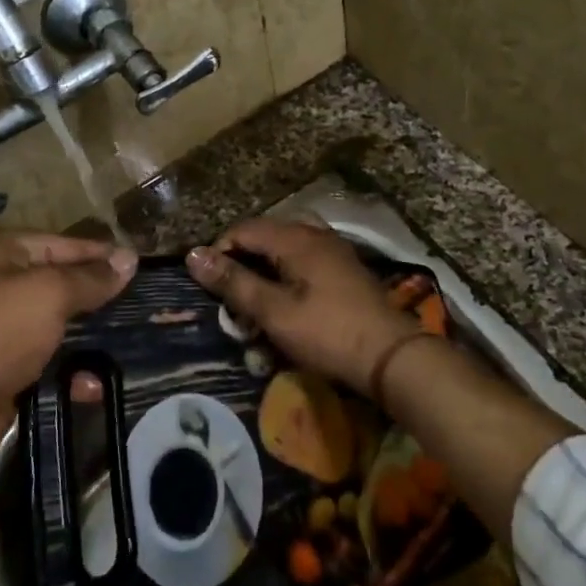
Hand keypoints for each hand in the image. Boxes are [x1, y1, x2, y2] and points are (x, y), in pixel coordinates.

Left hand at [0, 232, 136, 462]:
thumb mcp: (51, 293)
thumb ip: (92, 277)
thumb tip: (130, 258)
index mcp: (10, 253)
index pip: (69, 244)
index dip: (105, 255)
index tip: (145, 268)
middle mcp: (7, 284)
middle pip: (67, 285)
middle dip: (102, 299)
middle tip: (147, 309)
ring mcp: (8, 329)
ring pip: (64, 326)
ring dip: (93, 340)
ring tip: (133, 348)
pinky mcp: (12, 368)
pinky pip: (53, 363)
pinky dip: (74, 374)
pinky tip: (94, 386)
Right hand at [186, 219, 417, 399]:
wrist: (392, 356)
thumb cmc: (328, 333)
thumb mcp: (273, 312)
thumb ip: (234, 282)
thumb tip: (193, 255)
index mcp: (295, 238)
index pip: (243, 229)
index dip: (219, 251)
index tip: (209, 286)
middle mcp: (315, 234)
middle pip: (265, 236)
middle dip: (242, 262)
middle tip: (231, 297)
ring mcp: (334, 251)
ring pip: (285, 249)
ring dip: (265, 271)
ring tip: (256, 303)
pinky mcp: (345, 270)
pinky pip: (304, 262)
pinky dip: (287, 277)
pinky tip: (287, 304)